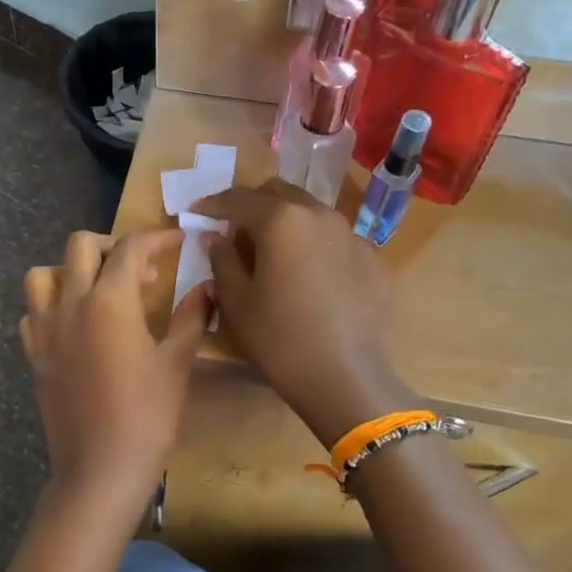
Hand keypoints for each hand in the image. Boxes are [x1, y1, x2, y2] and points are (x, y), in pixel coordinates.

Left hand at [20, 230, 211, 527]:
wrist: (99, 470)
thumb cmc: (147, 416)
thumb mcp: (176, 364)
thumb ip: (190, 317)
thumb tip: (207, 286)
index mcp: (110, 301)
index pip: (131, 247)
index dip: (157, 237)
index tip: (178, 241)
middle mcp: (71, 304)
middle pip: (81, 246)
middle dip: (112, 244)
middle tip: (140, 270)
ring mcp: (46, 330)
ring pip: (43, 275)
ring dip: (71, 270)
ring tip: (99, 290)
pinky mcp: (34, 356)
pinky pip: (32, 314)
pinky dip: (50, 306)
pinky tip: (74, 325)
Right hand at [193, 181, 415, 443]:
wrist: (346, 377)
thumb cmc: (280, 339)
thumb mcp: (237, 301)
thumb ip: (222, 259)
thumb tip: (217, 238)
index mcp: (282, 219)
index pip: (238, 198)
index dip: (213, 204)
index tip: (197, 212)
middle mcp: (320, 214)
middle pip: (279, 193)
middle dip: (253, 205)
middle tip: (236, 231)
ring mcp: (352, 235)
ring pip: (311, 213)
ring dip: (287, 223)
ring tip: (274, 253)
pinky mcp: (374, 259)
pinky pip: (336, 241)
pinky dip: (316, 247)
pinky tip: (311, 278)